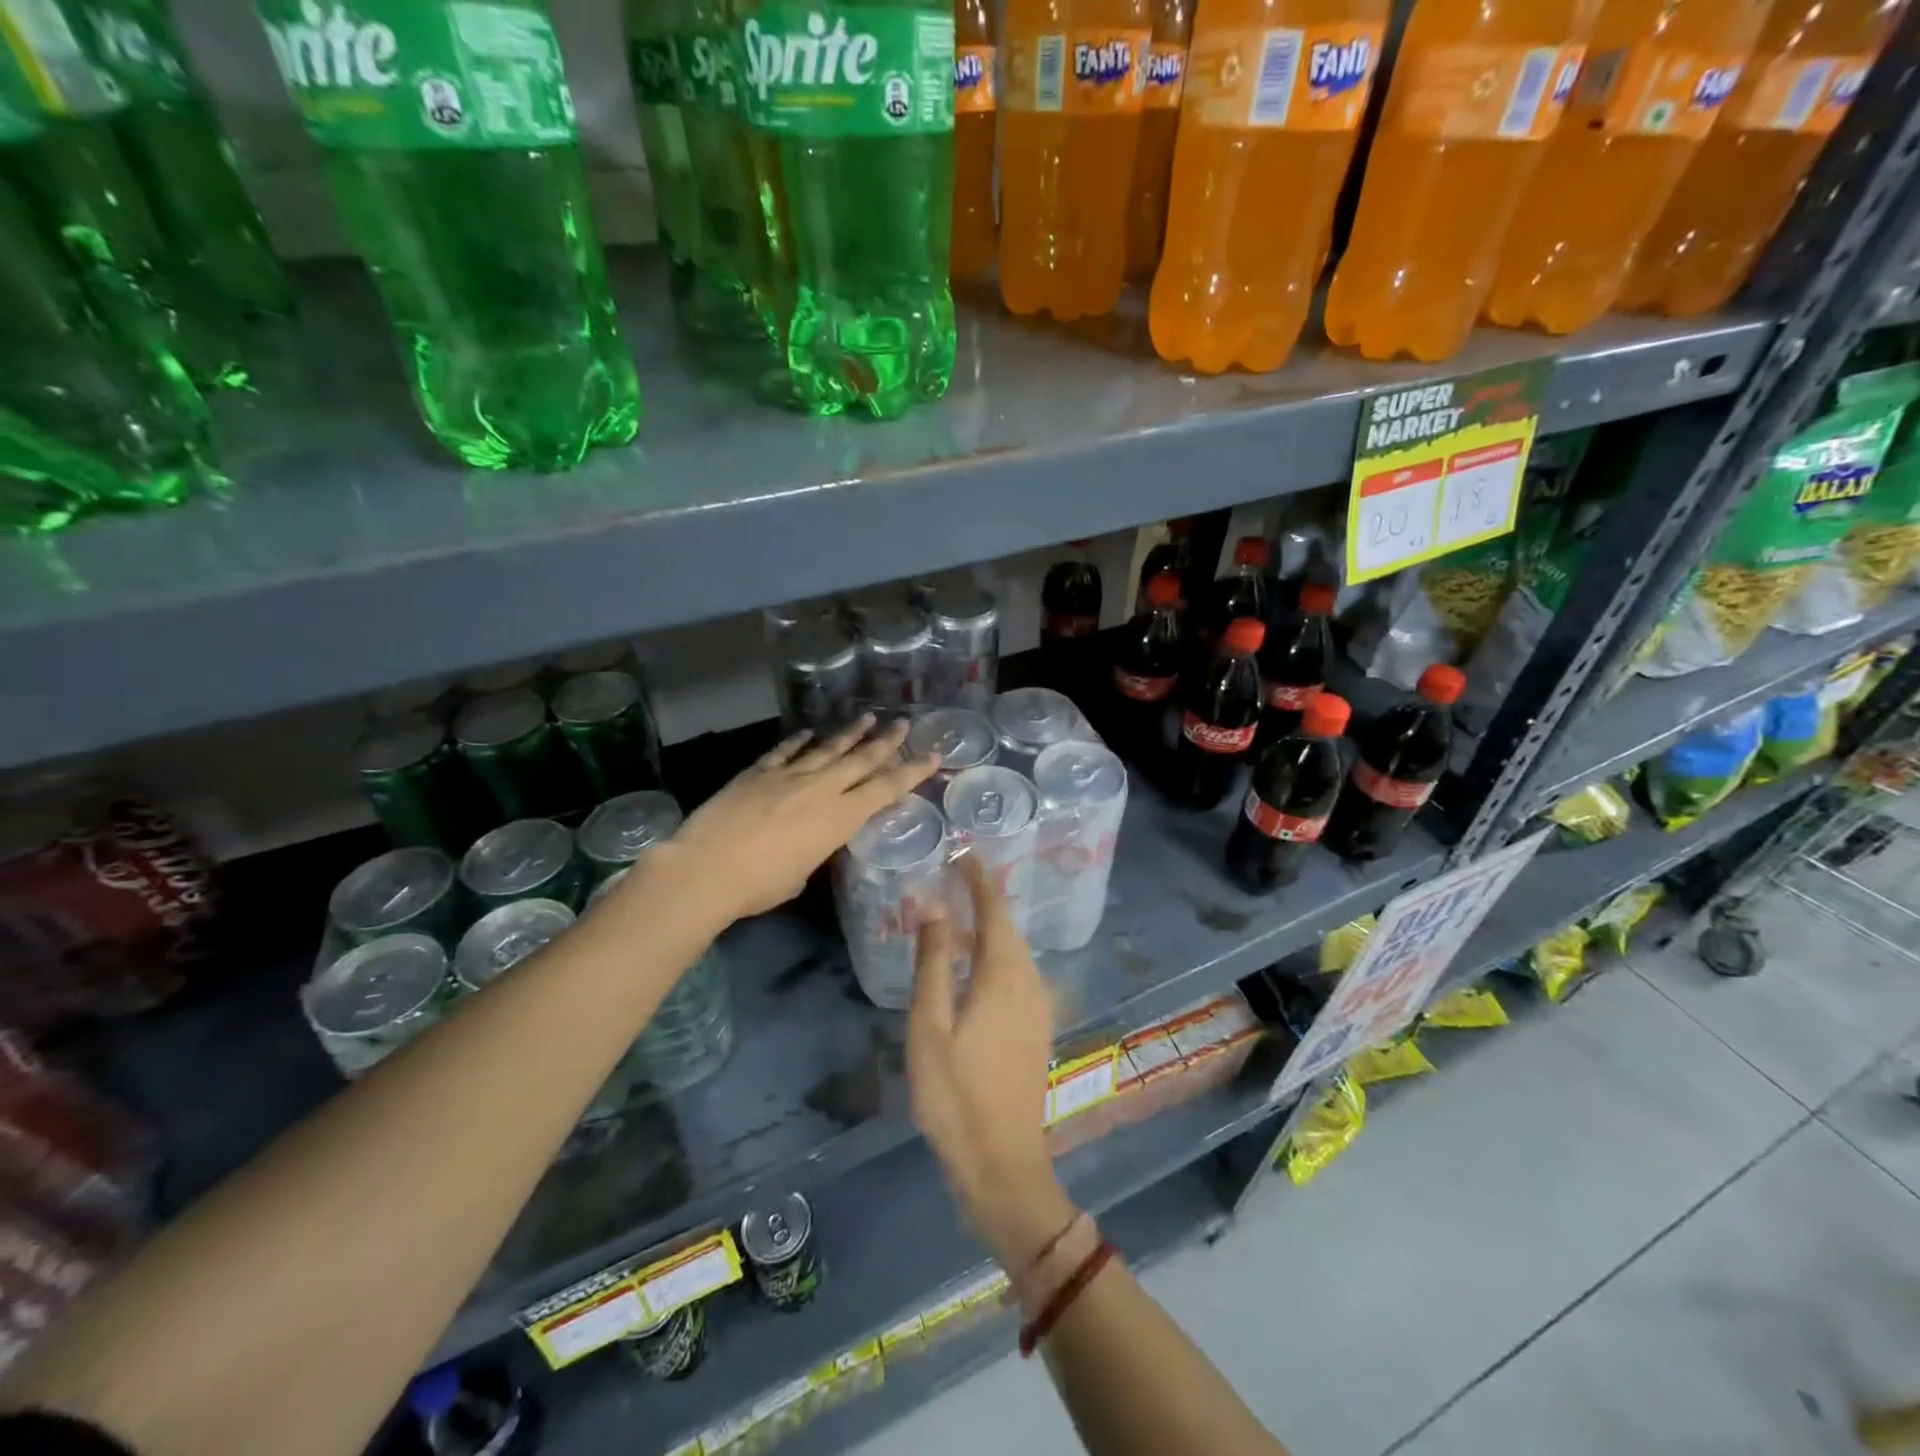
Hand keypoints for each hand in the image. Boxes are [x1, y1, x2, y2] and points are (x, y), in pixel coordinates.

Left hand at [668, 716, 935, 922]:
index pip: (885, 789)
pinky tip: (809, 731)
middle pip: (860, 760)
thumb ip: (816, 850)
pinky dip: (799, 741)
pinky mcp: (757, 773)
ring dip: (849, 733)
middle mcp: (820, 789)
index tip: (932, 756)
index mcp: (839, 818)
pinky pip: (784, 752)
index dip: (911, 772)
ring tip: (867, 717)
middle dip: (885, 741)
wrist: (705, 870)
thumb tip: (812, 840)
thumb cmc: (759, 886)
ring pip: (826, 748)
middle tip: (902, 722)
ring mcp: (787, 776)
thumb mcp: (801, 875)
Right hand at [908, 856, 1076, 1269]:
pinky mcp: (1036, 1029)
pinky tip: (974, 970)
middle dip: (984, 899)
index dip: (979, 879)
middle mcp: (1029, 983)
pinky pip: (1018, 975)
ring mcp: (1038, 1008)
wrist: (1003, 1164)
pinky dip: (996, 956)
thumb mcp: (930, 1028)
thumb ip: (933, 964)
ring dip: (989, 929)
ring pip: (1015, 953)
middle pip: (1008, 928)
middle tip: (954, 878)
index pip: (994, 910)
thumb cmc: (955, 1096)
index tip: (963, 852)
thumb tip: (935, 909)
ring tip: (958, 919)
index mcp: (1003, 976)